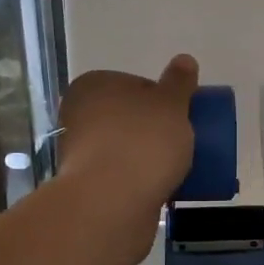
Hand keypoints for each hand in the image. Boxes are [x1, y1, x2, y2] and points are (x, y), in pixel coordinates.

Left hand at [56, 56, 198, 256]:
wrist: (112, 205)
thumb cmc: (142, 143)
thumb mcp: (171, 105)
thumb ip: (179, 82)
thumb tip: (184, 59)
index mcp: (93, 86)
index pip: (134, 84)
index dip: (161, 99)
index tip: (181, 116)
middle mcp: (79, 115)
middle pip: (128, 118)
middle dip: (153, 130)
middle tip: (182, 143)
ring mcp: (79, 153)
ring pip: (125, 148)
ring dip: (146, 157)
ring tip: (176, 169)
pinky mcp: (87, 187)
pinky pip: (122, 177)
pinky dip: (139, 181)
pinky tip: (160, 189)